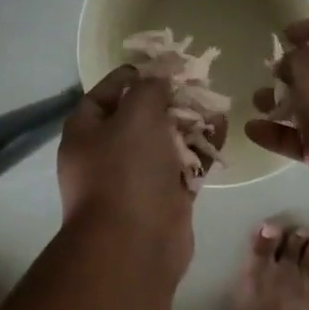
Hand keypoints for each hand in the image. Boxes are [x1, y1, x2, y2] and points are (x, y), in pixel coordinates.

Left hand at [58, 66, 216, 276]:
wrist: (134, 244)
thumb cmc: (126, 171)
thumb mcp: (136, 115)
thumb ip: (149, 90)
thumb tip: (157, 80)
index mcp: (85, 132)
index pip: (103, 94)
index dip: (129, 76)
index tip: (159, 65)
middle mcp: (106, 155)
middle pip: (137, 118)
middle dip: (167, 100)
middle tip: (195, 85)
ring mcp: (136, 180)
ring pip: (164, 143)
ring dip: (189, 124)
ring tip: (215, 105)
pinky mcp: (164, 200)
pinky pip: (184, 167)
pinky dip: (201, 151)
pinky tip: (222, 132)